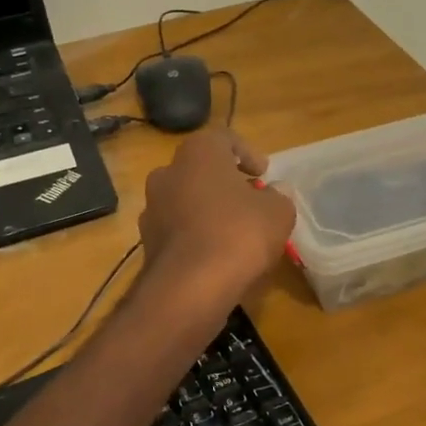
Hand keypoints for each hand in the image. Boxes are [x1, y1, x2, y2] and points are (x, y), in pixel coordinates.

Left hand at [139, 128, 293, 303]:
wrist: (189, 288)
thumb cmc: (238, 234)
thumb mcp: (278, 212)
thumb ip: (279, 196)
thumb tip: (275, 192)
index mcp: (198, 153)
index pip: (224, 138)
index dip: (248, 153)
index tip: (263, 174)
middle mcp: (167, 172)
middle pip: (201, 169)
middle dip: (225, 182)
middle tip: (250, 201)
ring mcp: (152, 208)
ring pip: (186, 199)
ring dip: (208, 209)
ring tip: (234, 232)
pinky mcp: (146, 241)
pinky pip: (177, 229)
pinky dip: (195, 235)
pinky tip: (215, 255)